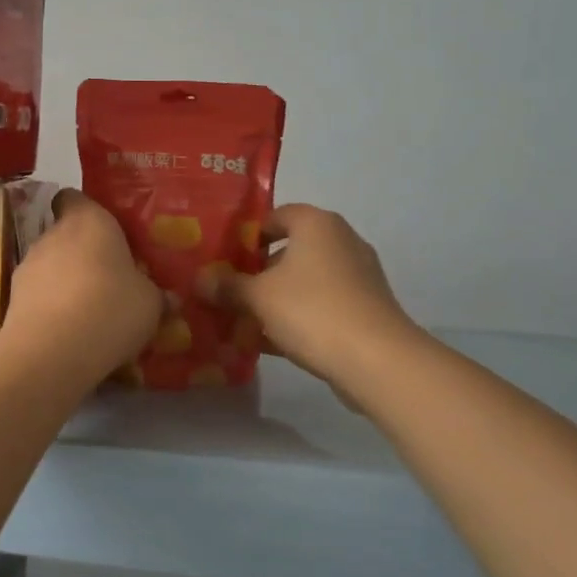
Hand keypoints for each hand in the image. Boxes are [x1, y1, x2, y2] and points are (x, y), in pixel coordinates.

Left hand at [1, 191, 162, 384]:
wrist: (53, 352)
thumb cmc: (111, 308)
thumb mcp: (151, 303)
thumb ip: (155, 294)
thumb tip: (167, 298)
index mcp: (89, 220)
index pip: (75, 197)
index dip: (87, 210)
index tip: (107, 233)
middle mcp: (53, 234)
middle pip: (65, 234)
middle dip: (83, 254)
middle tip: (109, 279)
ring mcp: (28, 265)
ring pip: (50, 266)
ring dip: (65, 282)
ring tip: (88, 312)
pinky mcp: (12, 298)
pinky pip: (38, 296)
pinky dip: (50, 308)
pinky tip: (69, 332)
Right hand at [200, 204, 419, 386]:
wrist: (377, 360)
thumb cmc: (312, 310)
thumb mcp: (258, 297)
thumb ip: (227, 286)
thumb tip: (200, 280)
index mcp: (316, 223)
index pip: (274, 216)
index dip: (246, 236)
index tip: (223, 259)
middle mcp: (341, 240)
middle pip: (290, 249)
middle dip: (259, 271)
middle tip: (230, 291)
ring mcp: (358, 274)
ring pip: (305, 280)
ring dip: (277, 298)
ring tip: (245, 320)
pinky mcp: (366, 307)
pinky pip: (322, 304)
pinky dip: (299, 316)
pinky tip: (273, 342)